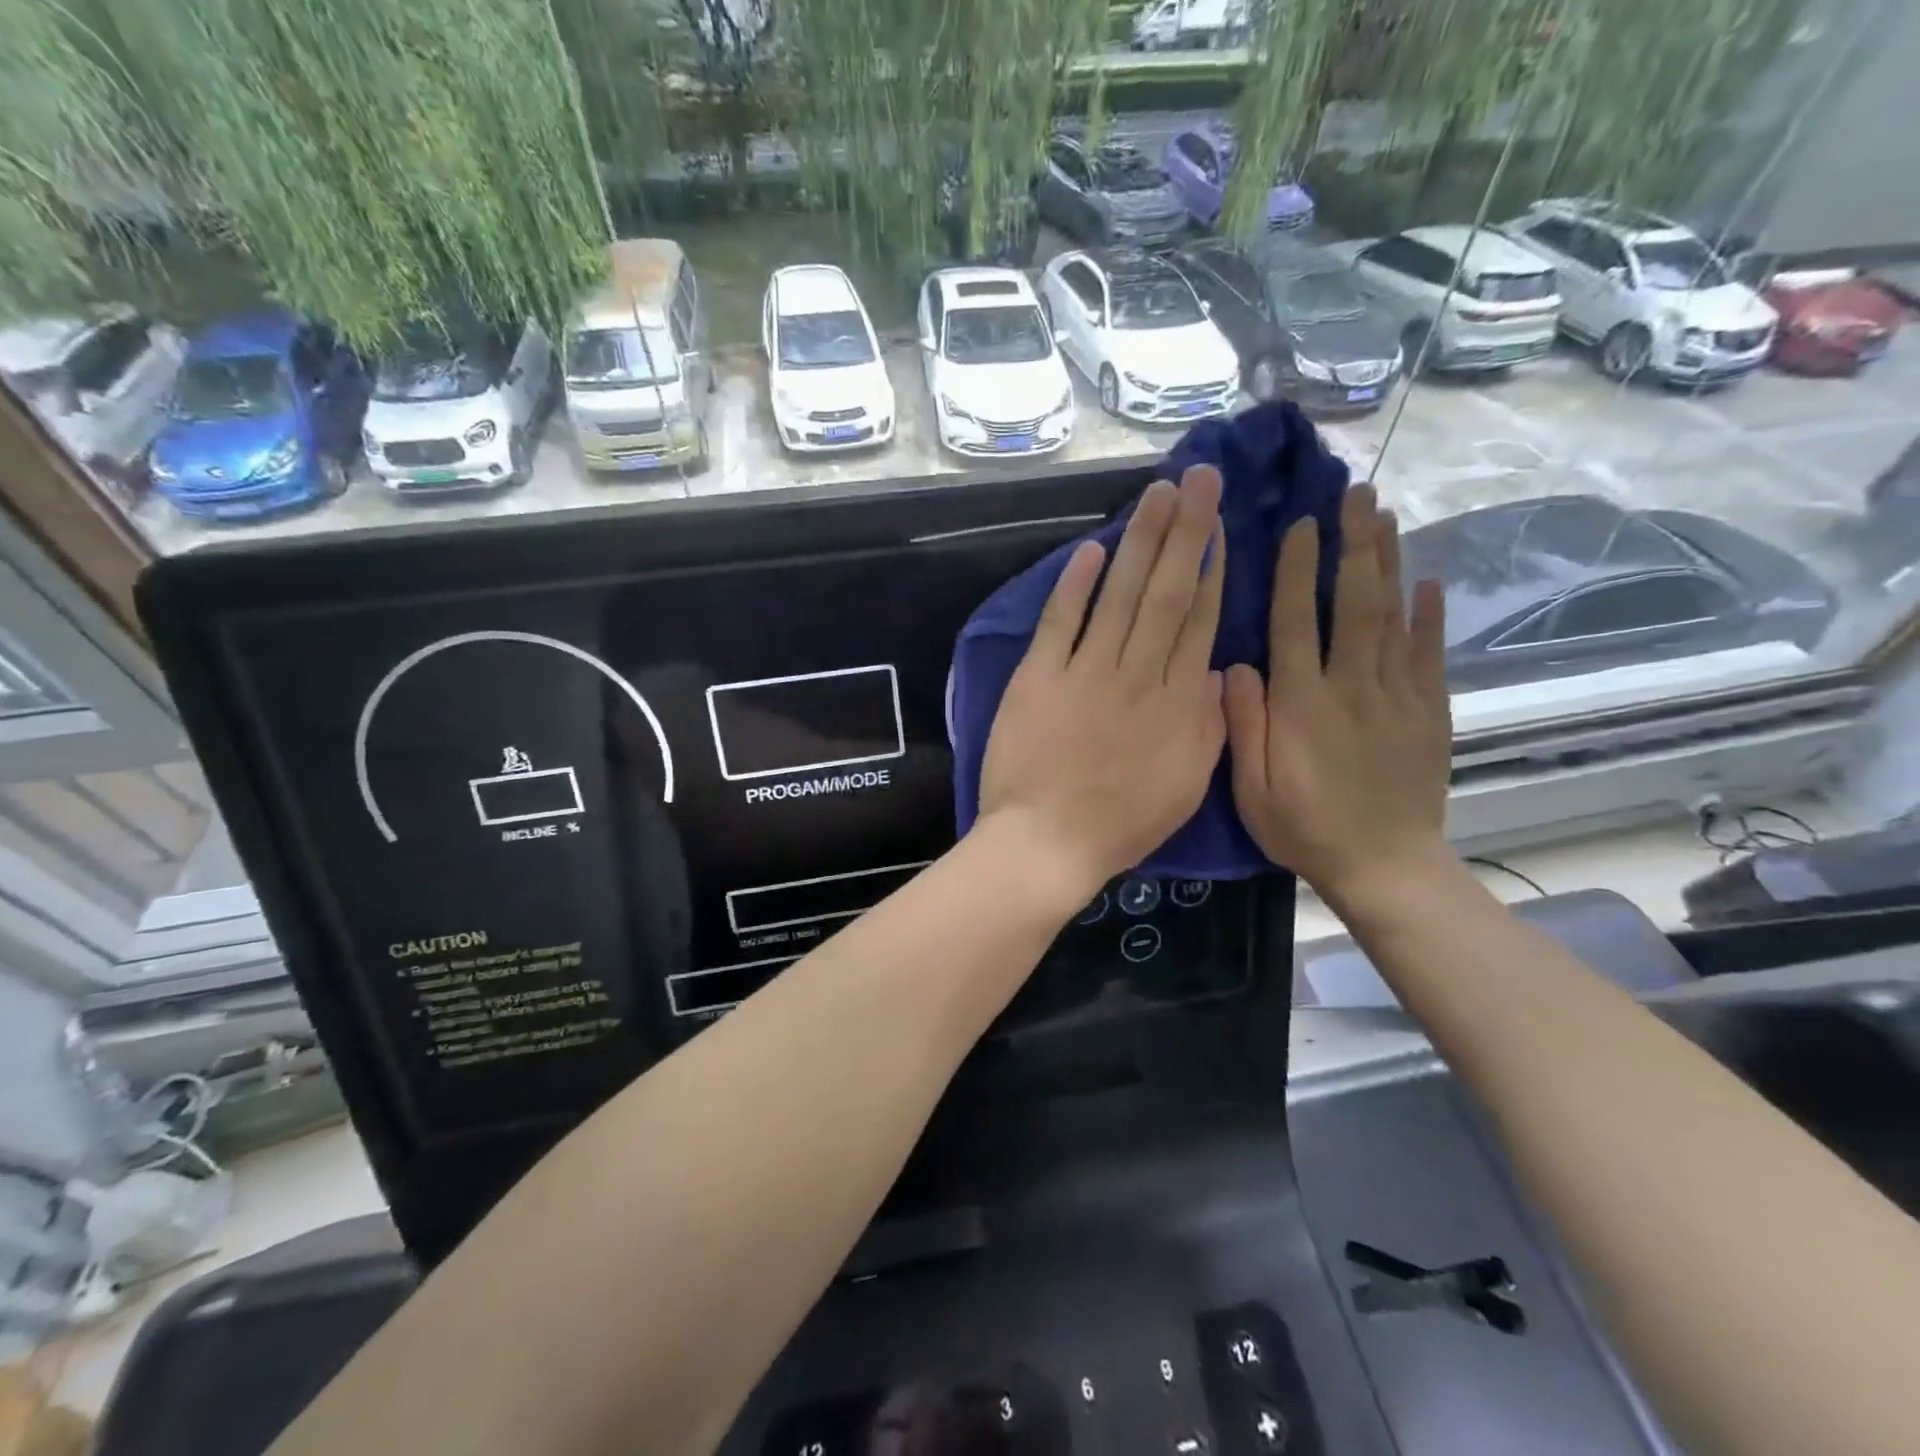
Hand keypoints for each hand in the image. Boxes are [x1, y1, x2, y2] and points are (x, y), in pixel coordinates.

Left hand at [978, 467, 1226, 901]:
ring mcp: (1086, 672)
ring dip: (1140, 541)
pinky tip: (1090, 549)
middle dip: (1186, 531)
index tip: (1219, 527)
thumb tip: (1218, 672)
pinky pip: (1060, 622)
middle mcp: (1138, 675)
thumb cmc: (1122, 824)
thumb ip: (1209, 726)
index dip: (1212, 570)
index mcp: (1178, 704)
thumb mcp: (1188, 786)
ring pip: (1120, 595)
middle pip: (1167, 593)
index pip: (1199, 623)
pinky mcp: (1039, 677)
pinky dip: (1074, 585)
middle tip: (1200, 479)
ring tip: (1159, 494)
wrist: (1049, 841)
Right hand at [1223, 483, 1450, 904]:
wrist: (1385, 866)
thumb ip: (1243, 724)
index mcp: (1303, 705)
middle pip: (1354, 603)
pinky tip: (1427, 579)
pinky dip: (1430, 614)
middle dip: (1354, 544)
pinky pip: (1430, 653)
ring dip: (1389, 562)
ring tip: (1386, 514)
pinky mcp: (1430, 711)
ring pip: (1394, 617)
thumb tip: (1235, 665)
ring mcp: (1398, 696)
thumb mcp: (1252, 789)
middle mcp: (1352, 687)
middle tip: (1357, 493)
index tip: (1299, 525)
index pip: (1296, 623)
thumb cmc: (1304, 828)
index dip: (1296, 571)